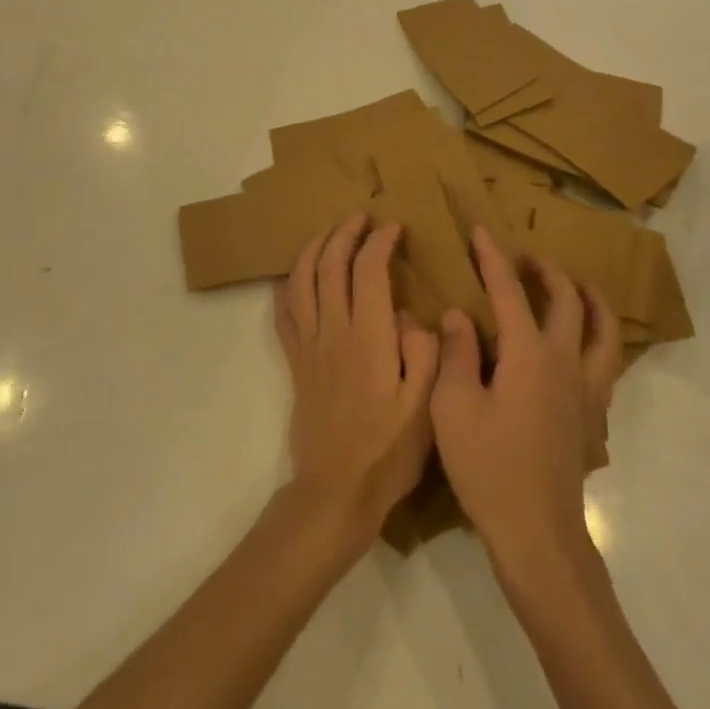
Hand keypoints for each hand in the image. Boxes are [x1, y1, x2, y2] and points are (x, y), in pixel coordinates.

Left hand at [275, 214, 439, 548]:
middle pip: (328, 266)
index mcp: (368, 338)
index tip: (395, 229)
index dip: (380, 242)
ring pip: (301, 282)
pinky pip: (284, 314)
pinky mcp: (296, 363)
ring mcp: (309, 347)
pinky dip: (287, 287)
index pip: (368, 271)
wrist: (336, 490)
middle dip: (344, 233)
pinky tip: (295, 277)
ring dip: (313, 249)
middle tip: (362, 217)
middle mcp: (332, 332)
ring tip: (329, 232)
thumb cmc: (388, 450)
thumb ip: (425, 351)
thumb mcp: (425, 404)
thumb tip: (409, 316)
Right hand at [432, 226, 622, 575]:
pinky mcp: (595, 418)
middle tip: (528, 259)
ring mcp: (588, 390)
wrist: (536, 530)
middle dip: (547, 272)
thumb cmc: (488, 466)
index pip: (511, 292)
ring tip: (576, 288)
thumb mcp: (453, 407)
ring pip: (604, 331)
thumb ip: (456, 354)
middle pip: (568, 302)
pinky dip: (600, 341)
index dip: (494, 259)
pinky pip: (608, 365)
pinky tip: (584, 350)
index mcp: (530, 355)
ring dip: (590, 300)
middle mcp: (567, 363)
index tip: (482, 232)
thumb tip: (459, 315)